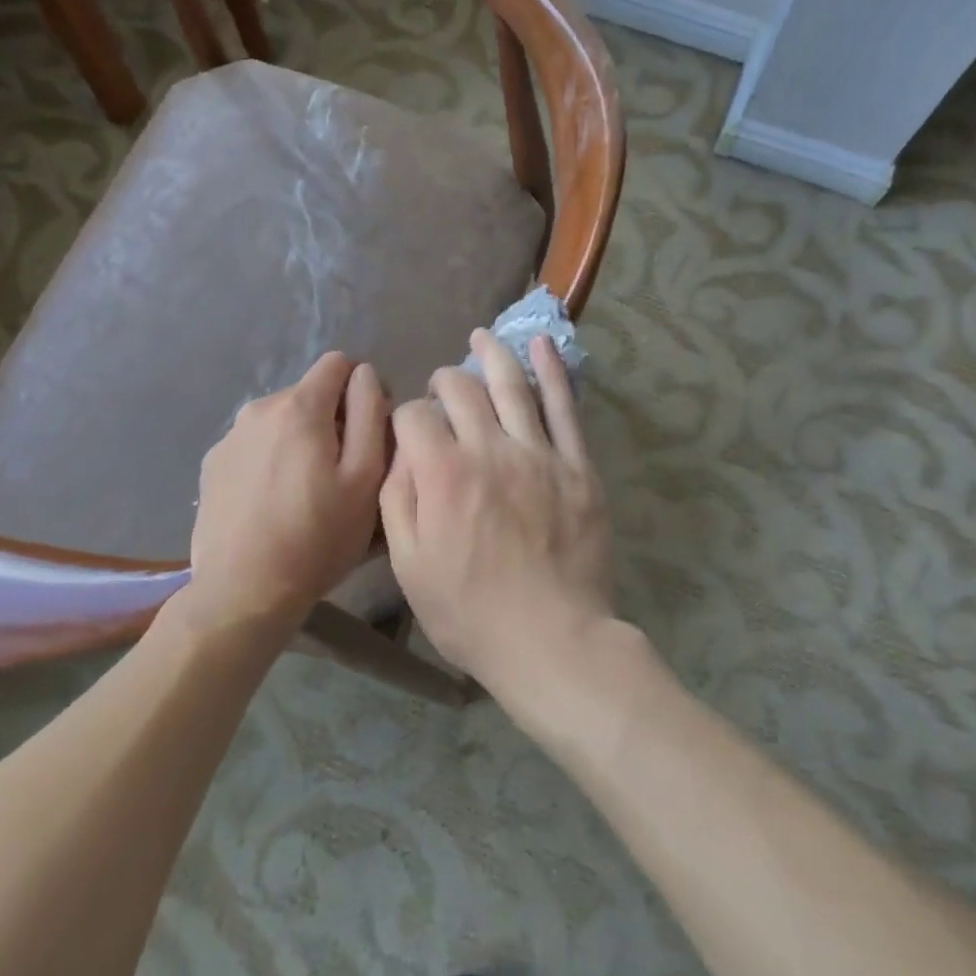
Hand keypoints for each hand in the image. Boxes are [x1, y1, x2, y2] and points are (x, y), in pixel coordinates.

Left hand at [189, 352, 389, 625]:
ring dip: (301, 441)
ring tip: (308, 492)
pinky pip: (255, 446)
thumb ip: (370, 412)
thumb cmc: (318, 537)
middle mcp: (259, 409)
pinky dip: (272, 460)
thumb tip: (365, 375)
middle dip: (333, 419)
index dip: (364, 389)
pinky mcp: (212, 466)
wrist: (243, 592)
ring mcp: (229, 437)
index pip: (339, 363)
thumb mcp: (365, 476)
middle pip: (311, 394)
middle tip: (344, 473)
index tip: (371, 431)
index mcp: (299, 407)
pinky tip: (275, 504)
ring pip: (282, 421)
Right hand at [380, 331, 616, 700]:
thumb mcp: (409, 566)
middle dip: (444, 381)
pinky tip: (543, 344)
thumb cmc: (471, 612)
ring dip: (493, 354)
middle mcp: (489, 449)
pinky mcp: (577, 465)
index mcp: (442, 474)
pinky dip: (553, 371)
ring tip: (482, 336)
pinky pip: (565, 407)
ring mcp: (538, 453)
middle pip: (461, 390)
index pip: (414, 417)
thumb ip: (397, 500)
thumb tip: (402, 453)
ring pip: (512, 385)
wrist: (553, 640)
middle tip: (442, 387)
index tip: (409, 433)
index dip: (405, 419)